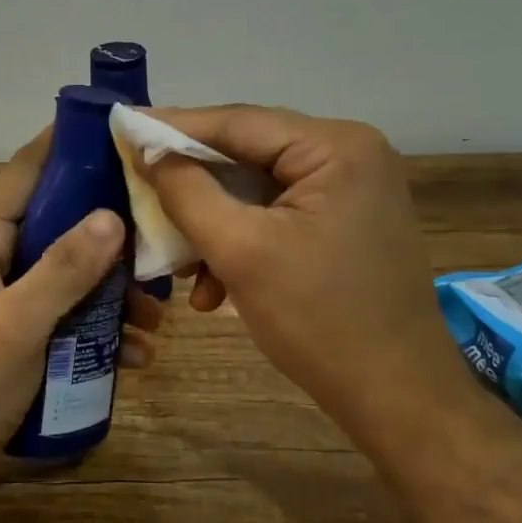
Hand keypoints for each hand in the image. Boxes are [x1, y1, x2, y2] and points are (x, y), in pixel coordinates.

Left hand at [0, 128, 163, 491]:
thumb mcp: (15, 326)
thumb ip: (63, 270)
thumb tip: (114, 216)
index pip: (31, 168)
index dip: (73, 143)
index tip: (124, 130)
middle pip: (65, 218)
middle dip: (114, 231)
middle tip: (164, 240)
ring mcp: (12, 291)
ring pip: (74, 268)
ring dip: (116, 288)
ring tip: (157, 317)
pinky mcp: (23, 326)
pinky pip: (70, 309)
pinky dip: (102, 325)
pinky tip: (134, 354)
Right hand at [142, 105, 460, 428]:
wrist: (398, 400)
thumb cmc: (320, 321)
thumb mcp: (240, 251)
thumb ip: (187, 192)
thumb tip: (149, 152)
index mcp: (335, 147)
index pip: (238, 122)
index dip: (174, 126)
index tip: (123, 126)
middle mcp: (349, 153)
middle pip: (248, 153)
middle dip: (192, 183)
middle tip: (138, 186)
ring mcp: (352, 187)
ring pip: (258, 187)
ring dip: (214, 221)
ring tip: (176, 261)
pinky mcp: (346, 219)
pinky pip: (278, 212)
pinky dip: (243, 239)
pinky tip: (214, 285)